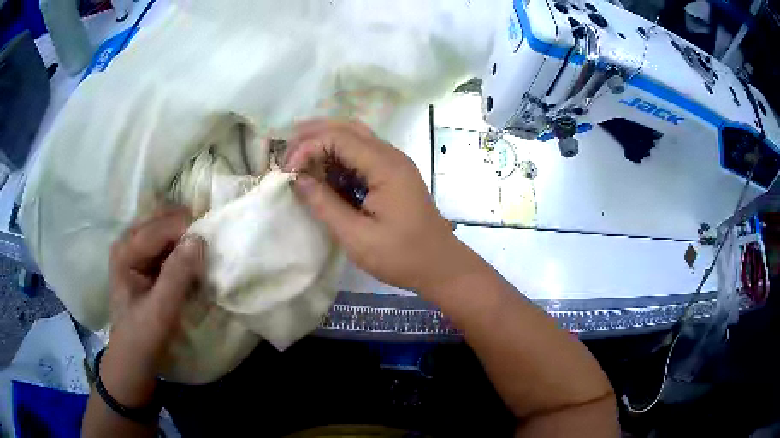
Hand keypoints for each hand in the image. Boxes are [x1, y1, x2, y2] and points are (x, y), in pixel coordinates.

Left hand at [103, 207, 204, 406]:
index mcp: (126, 251)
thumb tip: (199, 239)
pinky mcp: (143, 260)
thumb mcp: (161, 309)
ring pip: (166, 229)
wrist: (133, 357)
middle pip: (162, 220)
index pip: (161, 227)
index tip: (211, 246)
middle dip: (186, 231)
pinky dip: (181, 250)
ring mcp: (135, 249)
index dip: (187, 231)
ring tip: (201, 257)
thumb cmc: (143, 336)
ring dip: (185, 240)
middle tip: (207, 249)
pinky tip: (190, 265)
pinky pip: (166, 243)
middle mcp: (128, 241)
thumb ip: (177, 274)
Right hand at [285, 119, 468, 292]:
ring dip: (325, 142)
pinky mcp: (393, 174)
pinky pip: (362, 154)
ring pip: (355, 137)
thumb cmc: (402, 256)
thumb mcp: (357, 236)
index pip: (339, 137)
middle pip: (347, 128)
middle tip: (287, 153)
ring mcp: (394, 163)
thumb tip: (297, 179)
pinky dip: (338, 156)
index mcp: (386, 166)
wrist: (440, 266)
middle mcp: (391, 155)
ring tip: (298, 157)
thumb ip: (325, 204)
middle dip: (313, 135)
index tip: (288, 172)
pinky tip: (322, 170)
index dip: (308, 147)